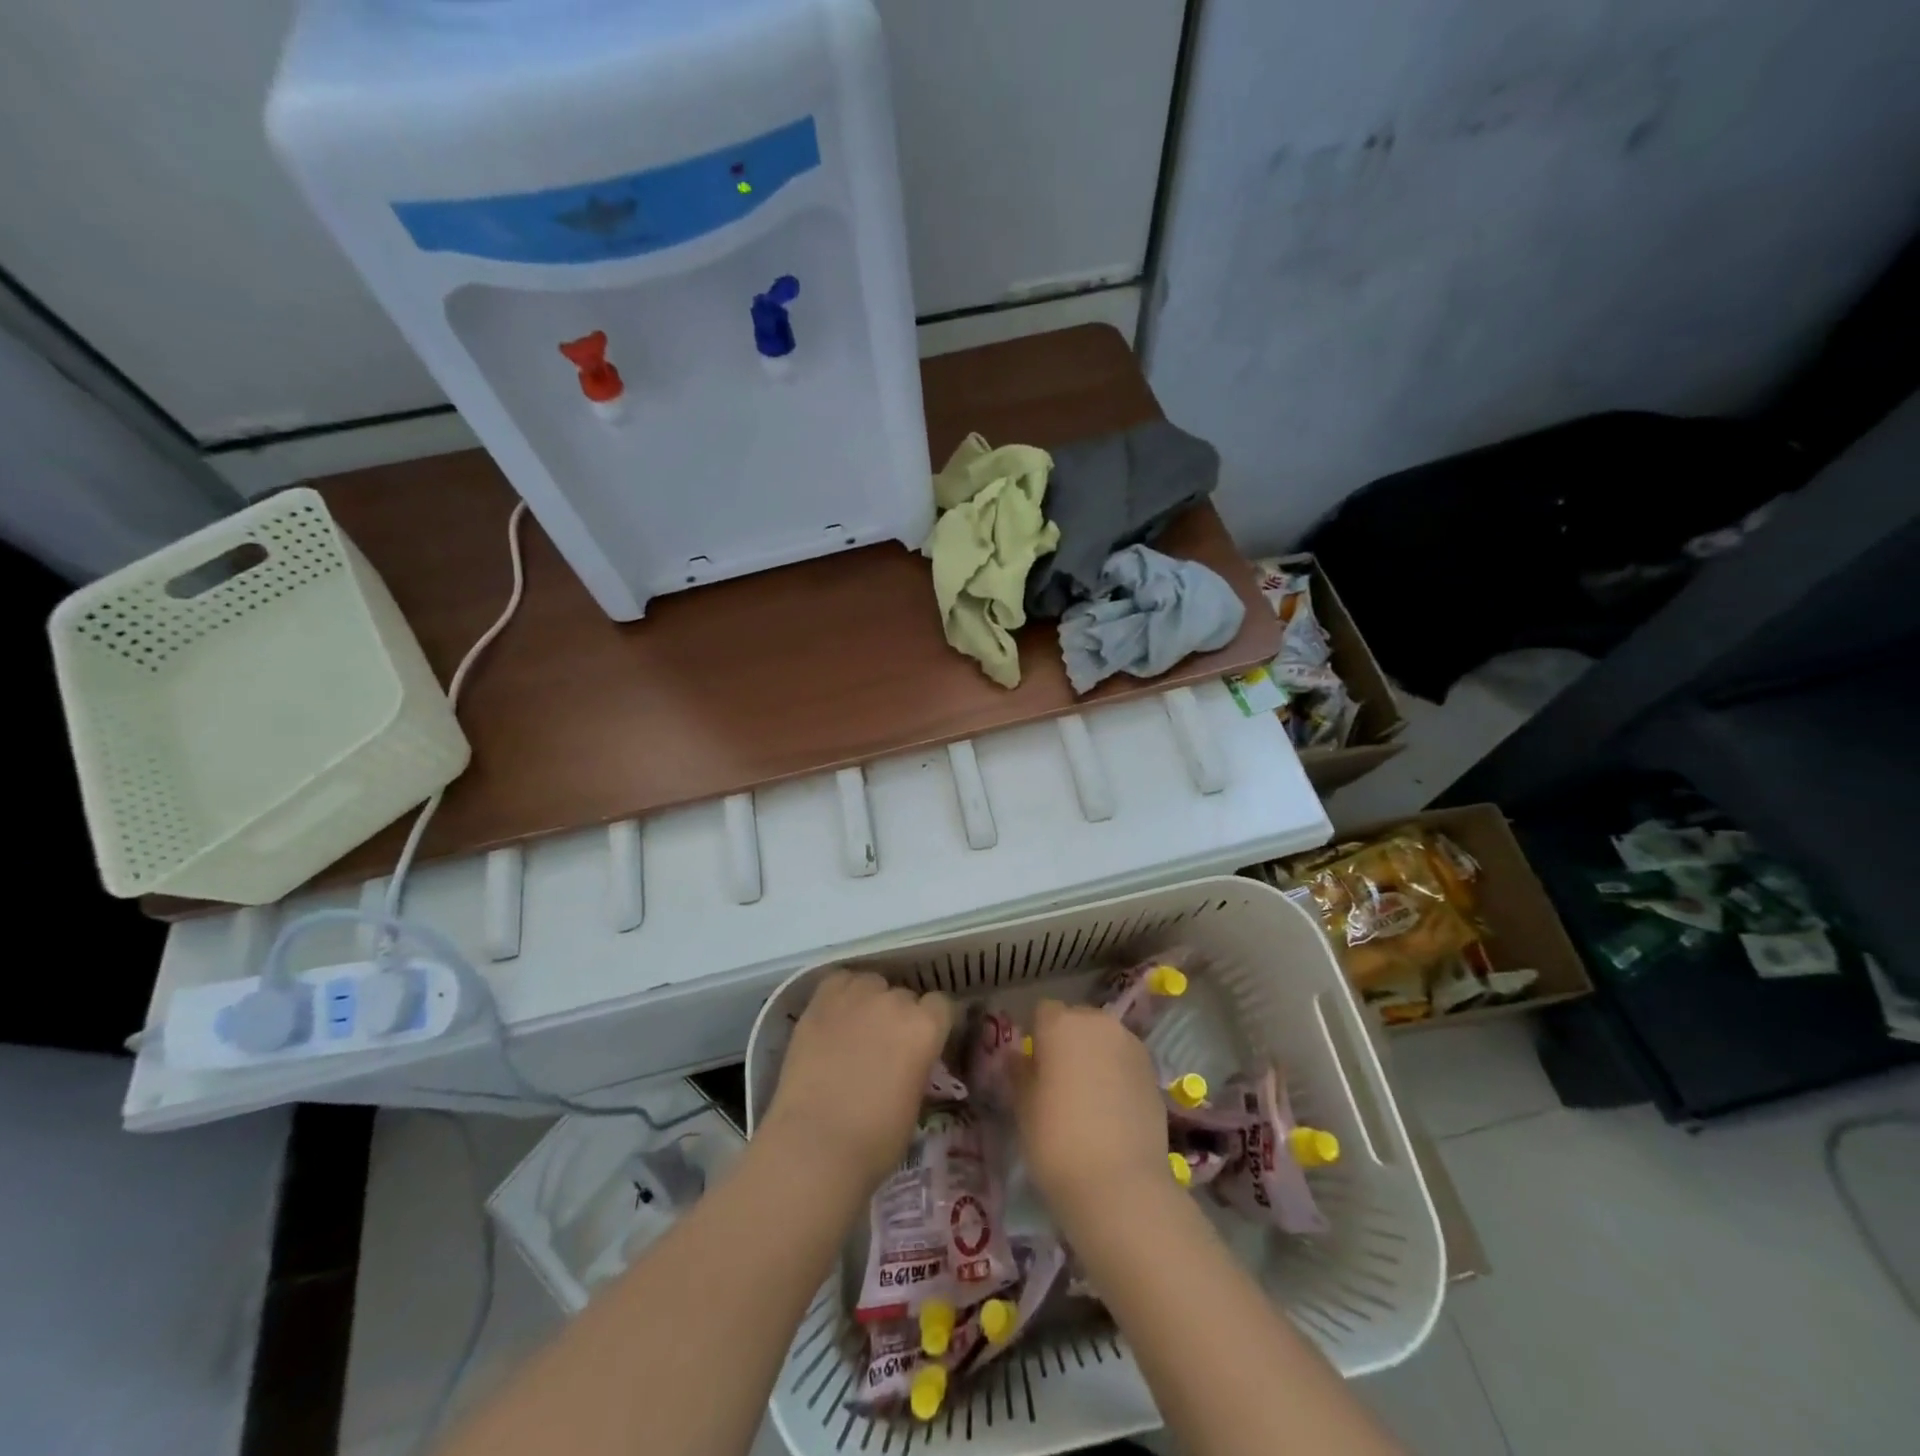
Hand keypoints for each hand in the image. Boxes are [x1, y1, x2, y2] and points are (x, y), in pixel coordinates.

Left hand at [761, 969, 952, 1193]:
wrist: (814, 1145)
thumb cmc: (875, 1140)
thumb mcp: (915, 1102)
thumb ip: (917, 1066)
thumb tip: (910, 1060)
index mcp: (925, 1027)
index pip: (941, 1005)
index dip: (933, 1022)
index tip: (925, 1041)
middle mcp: (895, 1001)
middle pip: (905, 995)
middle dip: (900, 1016)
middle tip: (886, 1045)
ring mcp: (856, 997)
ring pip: (872, 983)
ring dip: (871, 1000)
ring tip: (858, 1027)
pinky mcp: (820, 1001)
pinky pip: (839, 981)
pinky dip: (841, 994)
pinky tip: (835, 1015)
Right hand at [1013, 1000, 1172, 1229]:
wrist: (1120, 1185)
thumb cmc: (1056, 1140)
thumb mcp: (1023, 1107)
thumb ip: (1020, 1071)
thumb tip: (1019, 1056)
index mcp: (1061, 1023)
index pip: (1043, 1012)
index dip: (1037, 1036)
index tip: (1033, 1066)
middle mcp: (1099, 1023)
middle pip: (1078, 1020)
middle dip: (1068, 1041)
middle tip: (1059, 1080)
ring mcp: (1131, 1046)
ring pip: (1105, 1039)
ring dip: (1095, 1055)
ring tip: (1088, 1096)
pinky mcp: (1154, 1072)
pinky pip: (1126, 1061)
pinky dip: (1117, 1074)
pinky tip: (1112, 1109)